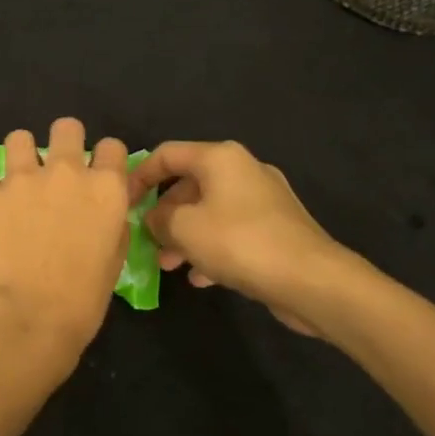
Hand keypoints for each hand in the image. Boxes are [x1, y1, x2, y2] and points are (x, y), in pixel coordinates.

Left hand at [0, 118, 129, 435]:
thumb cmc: (81, 301)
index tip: (96, 175)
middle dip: (64, 142)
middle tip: (56, 171)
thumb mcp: (113, 260)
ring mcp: (23, 178)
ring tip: (18, 182)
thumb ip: (111, 222)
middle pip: (67, 127)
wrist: (26, 318)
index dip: (104, 159)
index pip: (112, 146)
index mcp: (106, 188)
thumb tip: (104, 209)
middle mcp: (66, 172)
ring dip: (21, 156)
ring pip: (20, 138)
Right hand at [126, 140, 363, 338]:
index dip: (138, 176)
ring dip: (185, 235)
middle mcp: (243, 169)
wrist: (312, 280)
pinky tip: (200, 277)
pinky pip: (232, 231)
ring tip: (168, 265)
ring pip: (210, 210)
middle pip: (189, 183)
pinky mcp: (277, 227)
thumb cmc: (239, 243)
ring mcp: (264, 199)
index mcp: (220, 158)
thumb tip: (154, 219)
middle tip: (147, 241)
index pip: (166, 154)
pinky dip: (212, 248)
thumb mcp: (183, 229)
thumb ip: (158, 219)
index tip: (122, 203)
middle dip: (163, 213)